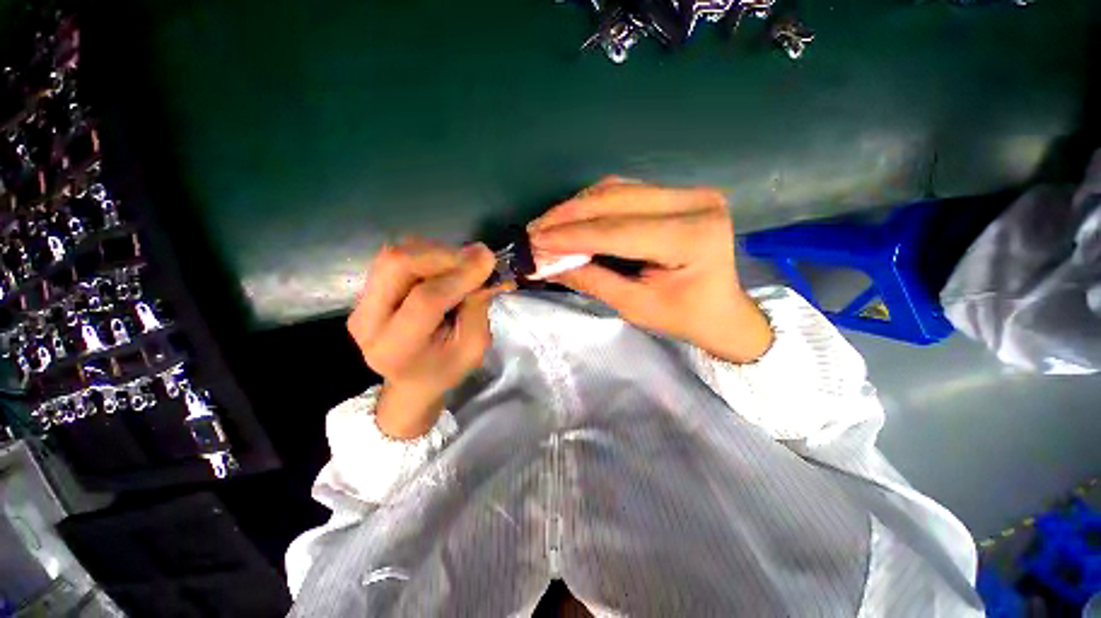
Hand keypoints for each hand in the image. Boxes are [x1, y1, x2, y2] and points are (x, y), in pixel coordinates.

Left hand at [347, 238, 505, 438]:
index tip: (488, 261)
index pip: (425, 301)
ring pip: (395, 255)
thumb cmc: (446, 369)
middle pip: (397, 265)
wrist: (411, 380)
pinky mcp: (365, 291)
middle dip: (443, 255)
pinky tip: (444, 268)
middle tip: (475, 258)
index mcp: (396, 349)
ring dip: (436, 252)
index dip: (459, 276)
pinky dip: (426, 254)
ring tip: (462, 266)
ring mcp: (360, 303)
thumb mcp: (472, 348)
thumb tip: (482, 262)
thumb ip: (477, 308)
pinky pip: (395, 257)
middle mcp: (367, 322)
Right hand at [528, 178, 772, 362]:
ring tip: (548, 224)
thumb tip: (547, 265)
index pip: (618, 231)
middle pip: (616, 199)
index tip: (535, 241)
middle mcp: (695, 203)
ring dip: (578, 206)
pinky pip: (627, 191)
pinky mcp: (679, 193)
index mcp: (691, 238)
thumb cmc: (683, 316)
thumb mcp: (635, 306)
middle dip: (568, 215)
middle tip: (534, 230)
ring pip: (618, 189)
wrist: (722, 311)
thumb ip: (592, 280)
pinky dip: (595, 203)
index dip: (572, 235)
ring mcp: (689, 193)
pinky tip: (573, 217)